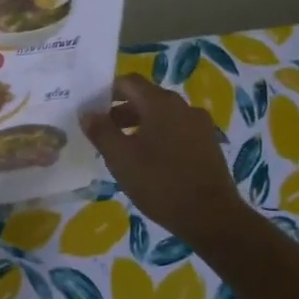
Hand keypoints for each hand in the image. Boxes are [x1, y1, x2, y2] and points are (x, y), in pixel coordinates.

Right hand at [80, 75, 249, 244]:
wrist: (212, 217)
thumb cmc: (160, 183)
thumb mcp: (120, 158)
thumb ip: (101, 131)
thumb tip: (87, 112)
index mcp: (160, 102)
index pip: (129, 82)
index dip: (107, 91)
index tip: (92, 109)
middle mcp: (183, 106)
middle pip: (146, 97)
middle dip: (122, 109)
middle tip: (103, 131)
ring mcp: (200, 125)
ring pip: (163, 115)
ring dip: (140, 124)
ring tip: (124, 148)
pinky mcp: (208, 144)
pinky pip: (177, 130)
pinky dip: (159, 136)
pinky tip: (150, 161)